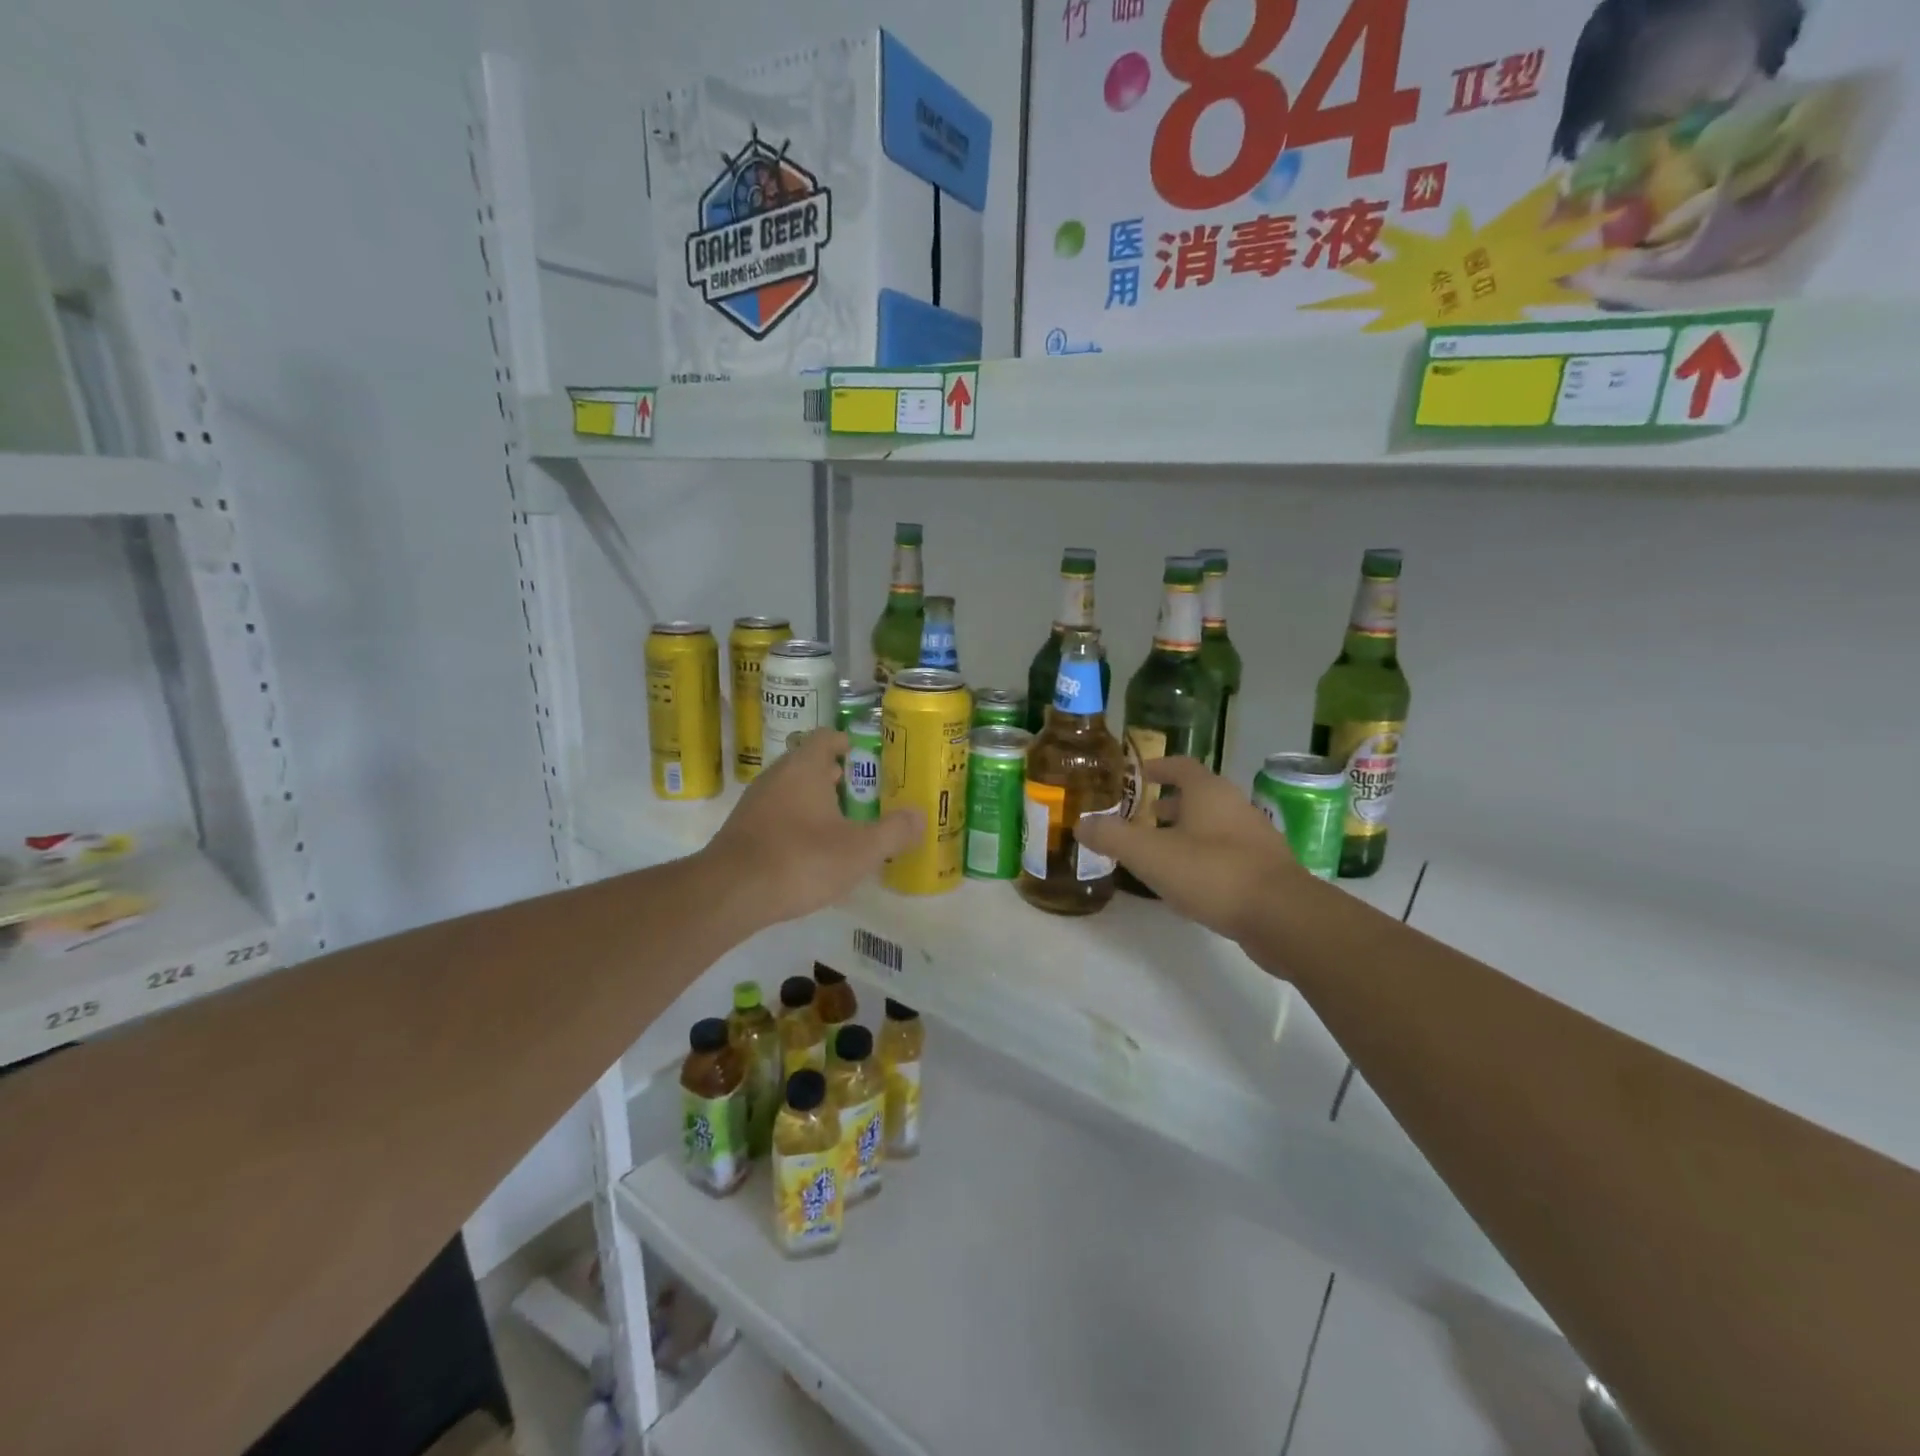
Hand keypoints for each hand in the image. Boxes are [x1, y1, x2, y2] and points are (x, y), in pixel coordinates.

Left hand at [702, 728, 922, 929]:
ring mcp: (754, 804)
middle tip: (860, 794)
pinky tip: (809, 852)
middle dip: (834, 776)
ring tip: (839, 825)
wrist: (730, 893)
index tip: (863, 756)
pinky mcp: (741, 831)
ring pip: (790, 791)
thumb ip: (894, 831)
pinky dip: (795, 823)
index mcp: (805, 768)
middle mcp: (776, 776)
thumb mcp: (861, 849)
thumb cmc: (802, 859)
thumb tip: (920, 817)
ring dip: (813, 802)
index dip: (846, 743)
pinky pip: (775, 816)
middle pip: (807, 764)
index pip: (826, 738)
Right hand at [1075, 755, 1305, 944]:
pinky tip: (1188, 883)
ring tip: (1158, 853)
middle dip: (1167, 805)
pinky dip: (1203, 858)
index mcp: (1208, 792)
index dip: (1156, 768)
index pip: (1180, 766)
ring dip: (1185, 833)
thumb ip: (1112, 837)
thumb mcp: (1150, 855)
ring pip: (1212, 826)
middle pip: (1197, 796)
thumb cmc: (1212, 873)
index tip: (1136, 775)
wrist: (1282, 917)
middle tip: (1139, 818)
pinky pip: (1226, 853)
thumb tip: (1081, 823)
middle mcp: (1235, 806)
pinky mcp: (1265, 870)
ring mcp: (1255, 838)